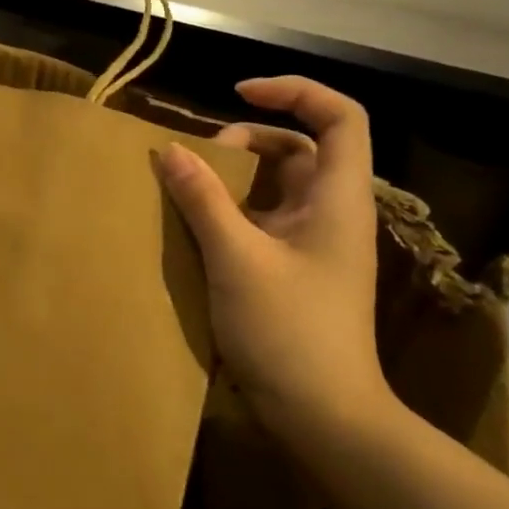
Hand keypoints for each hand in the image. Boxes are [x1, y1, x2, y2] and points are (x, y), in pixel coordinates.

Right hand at [159, 78, 392, 438]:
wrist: (323, 416)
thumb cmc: (289, 332)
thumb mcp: (237, 259)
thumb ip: (203, 199)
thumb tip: (170, 150)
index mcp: (338, 199)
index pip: (339, 117)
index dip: (294, 92)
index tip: (238, 95)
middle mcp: (331, 213)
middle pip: (298, 149)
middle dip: (246, 143)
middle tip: (198, 163)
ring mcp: (313, 244)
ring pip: (275, 187)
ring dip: (232, 181)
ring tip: (186, 192)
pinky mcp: (294, 270)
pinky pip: (262, 221)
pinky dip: (230, 213)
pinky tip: (193, 229)